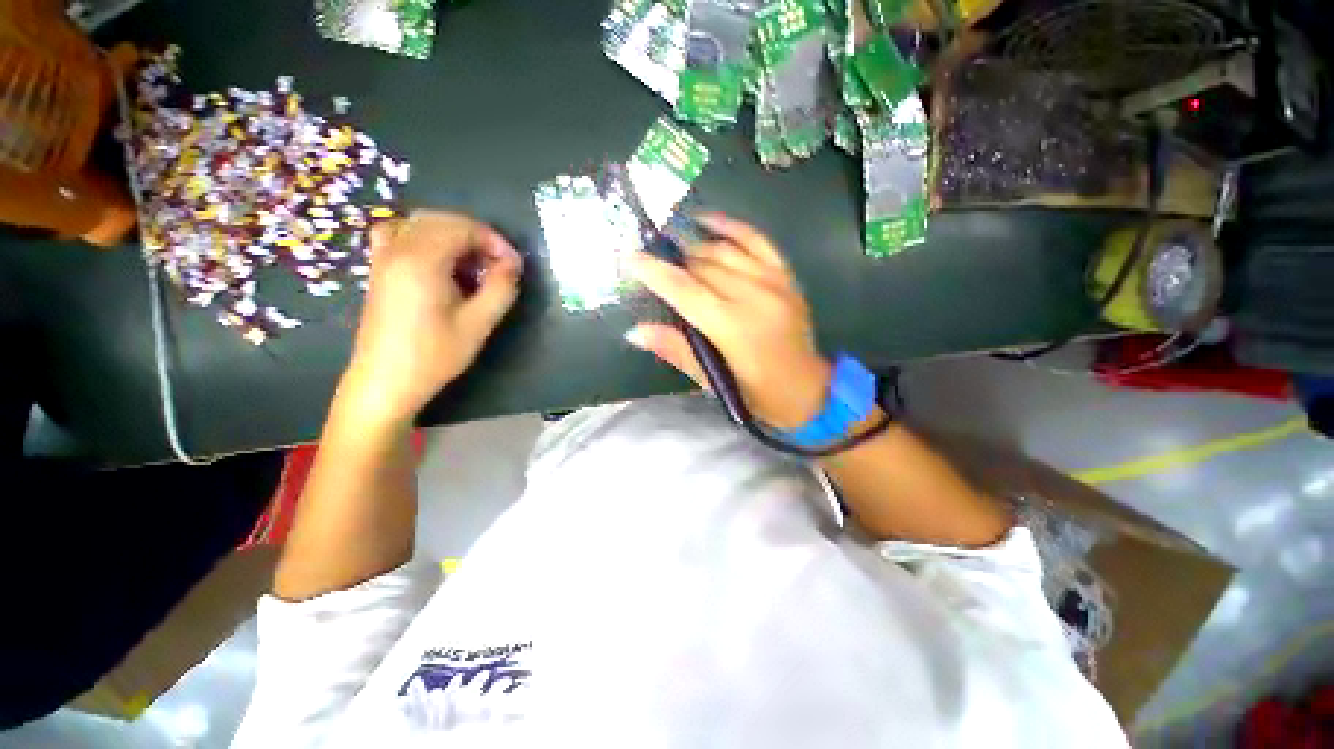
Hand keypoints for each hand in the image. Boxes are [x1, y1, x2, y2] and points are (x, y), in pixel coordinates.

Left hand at [341, 210, 521, 422]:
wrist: (385, 382)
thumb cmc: (434, 355)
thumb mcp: (478, 324)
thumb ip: (501, 288)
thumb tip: (512, 264)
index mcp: (422, 260)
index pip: (463, 228)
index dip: (494, 241)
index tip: (513, 266)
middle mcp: (398, 248)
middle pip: (441, 219)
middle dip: (476, 235)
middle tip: (498, 264)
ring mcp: (383, 257)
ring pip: (420, 222)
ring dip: (452, 234)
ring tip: (472, 262)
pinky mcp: (378, 269)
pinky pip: (399, 233)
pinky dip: (424, 236)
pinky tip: (438, 259)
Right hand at [626, 213, 830, 429]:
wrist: (809, 391)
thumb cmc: (757, 395)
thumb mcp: (713, 382)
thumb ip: (676, 350)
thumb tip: (635, 331)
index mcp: (732, 327)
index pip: (685, 291)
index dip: (655, 273)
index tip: (630, 258)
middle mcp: (753, 296)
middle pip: (703, 266)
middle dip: (673, 260)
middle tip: (652, 259)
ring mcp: (773, 281)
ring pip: (725, 250)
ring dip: (695, 244)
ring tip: (673, 244)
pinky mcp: (786, 277)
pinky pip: (757, 241)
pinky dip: (731, 227)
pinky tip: (709, 220)